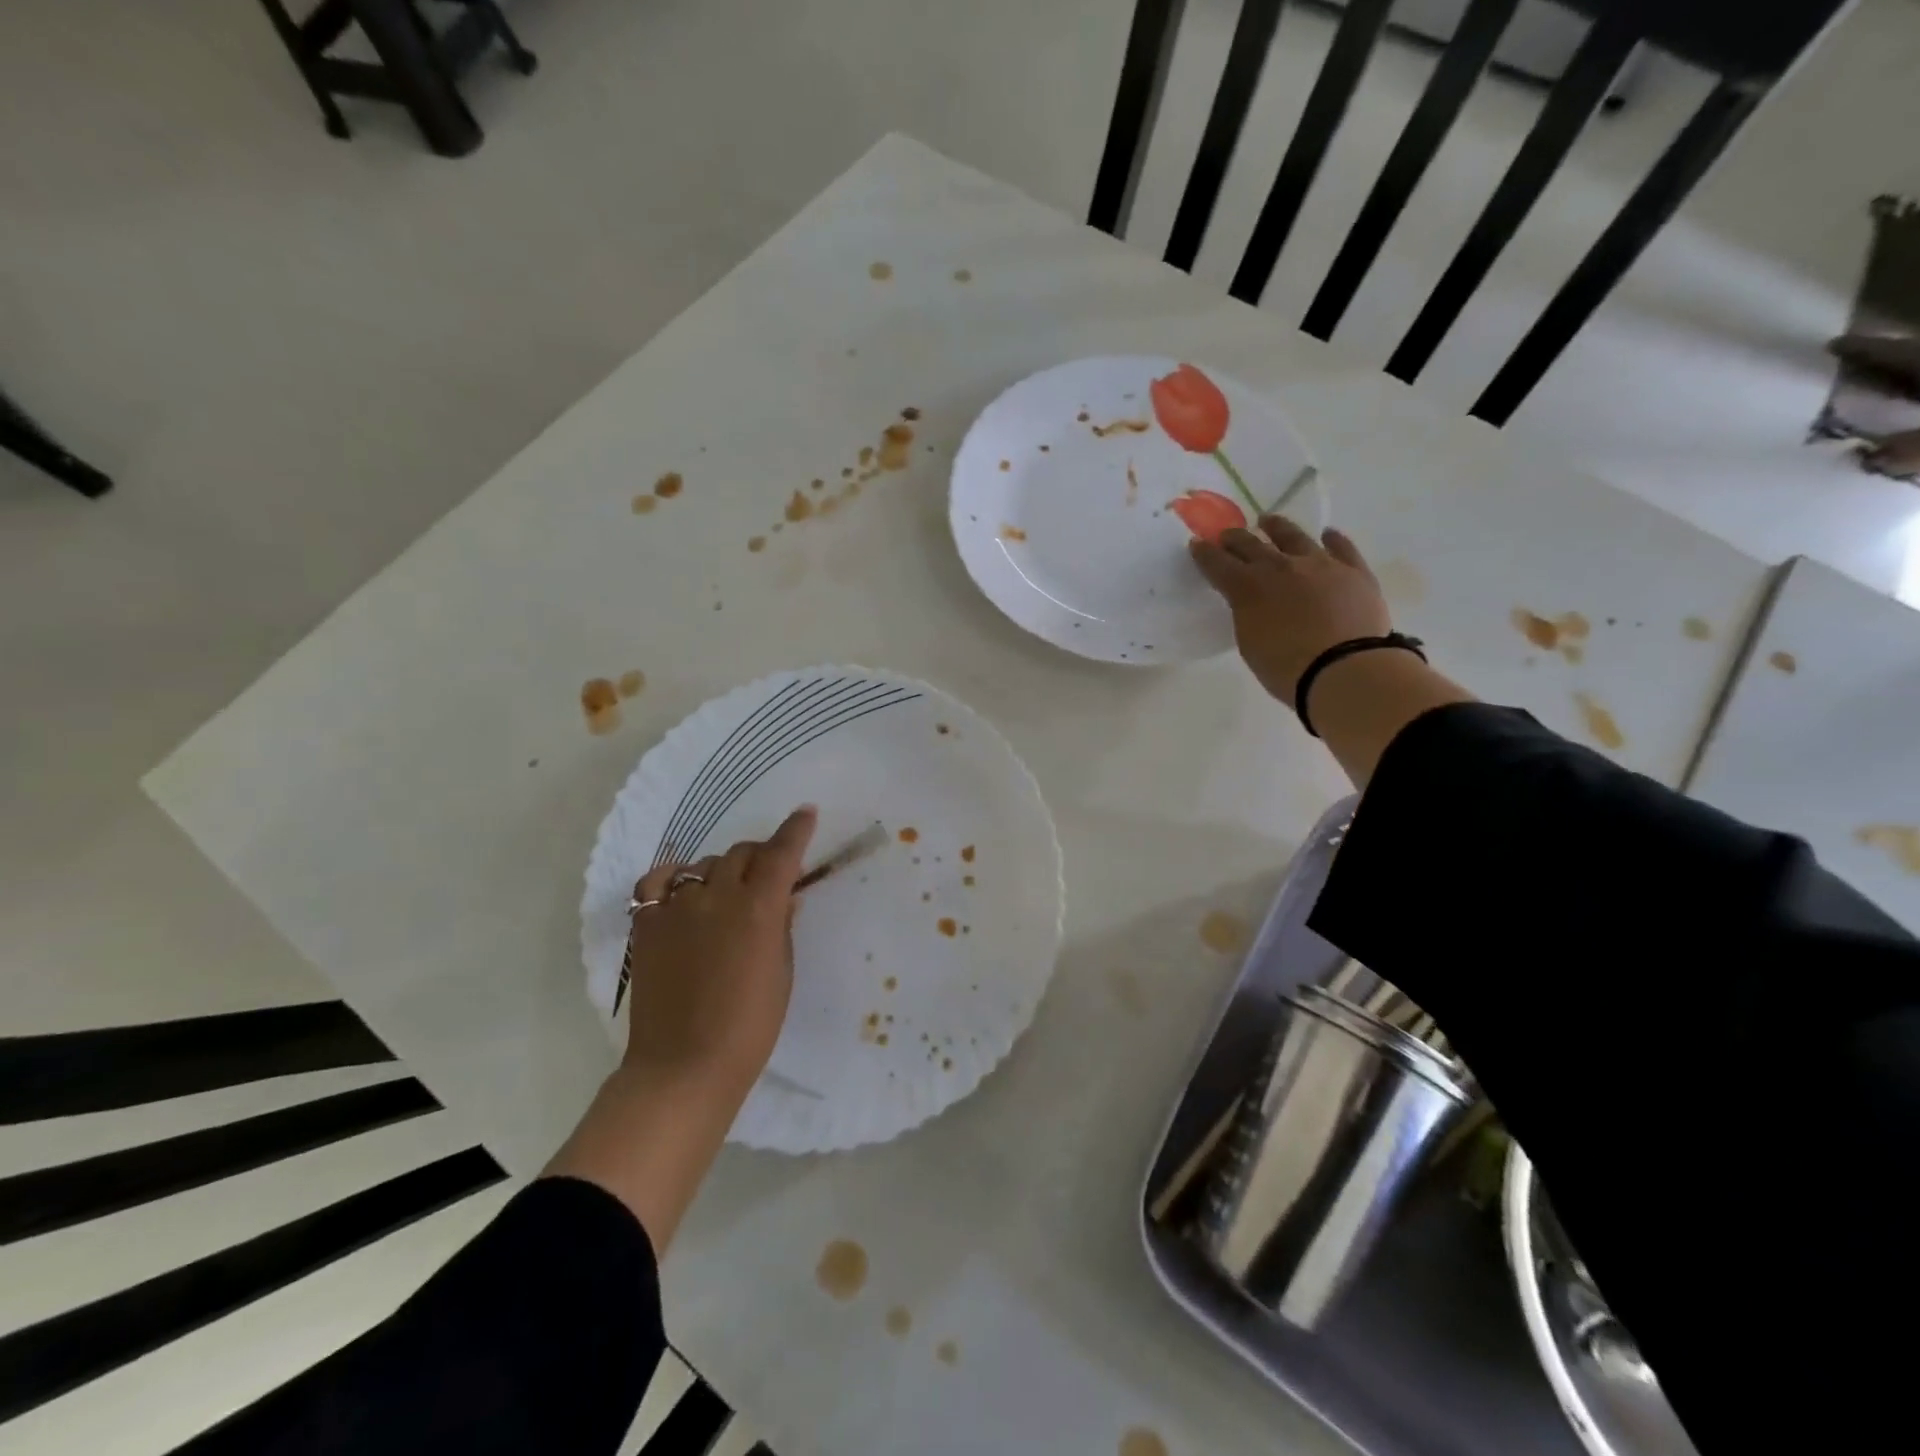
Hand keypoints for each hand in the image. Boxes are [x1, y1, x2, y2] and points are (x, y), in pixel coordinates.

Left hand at [622, 805, 817, 1093]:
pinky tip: (683, 891)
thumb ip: (781, 927)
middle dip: (760, 855)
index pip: (781, 853)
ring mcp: (677, 908)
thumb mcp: (781, 973)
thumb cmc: (749, 1027)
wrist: (684, 1067)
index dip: (796, 829)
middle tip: (768, 873)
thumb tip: (782, 899)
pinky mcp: (647, 925)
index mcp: (758, 909)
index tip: (806, 813)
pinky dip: (675, 879)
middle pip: (741, 853)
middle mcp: (718, 897)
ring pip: (704, 865)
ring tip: (727, 892)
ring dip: (723, 870)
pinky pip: (659, 882)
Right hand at [1190, 516, 1391, 704]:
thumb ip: (1247, 614)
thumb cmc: (1287, 667)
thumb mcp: (1250, 643)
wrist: (1344, 669)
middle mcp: (1280, 567)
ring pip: (1294, 536)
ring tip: (1268, 521)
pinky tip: (1327, 535)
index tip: (1196, 543)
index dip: (1205, 553)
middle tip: (1228, 536)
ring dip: (1276, 527)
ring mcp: (1320, 564)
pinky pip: (1341, 547)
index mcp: (1248, 587)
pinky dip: (1332, 540)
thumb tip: (1251, 601)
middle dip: (1235, 538)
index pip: (1218, 564)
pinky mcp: (1354, 570)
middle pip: (1251, 544)